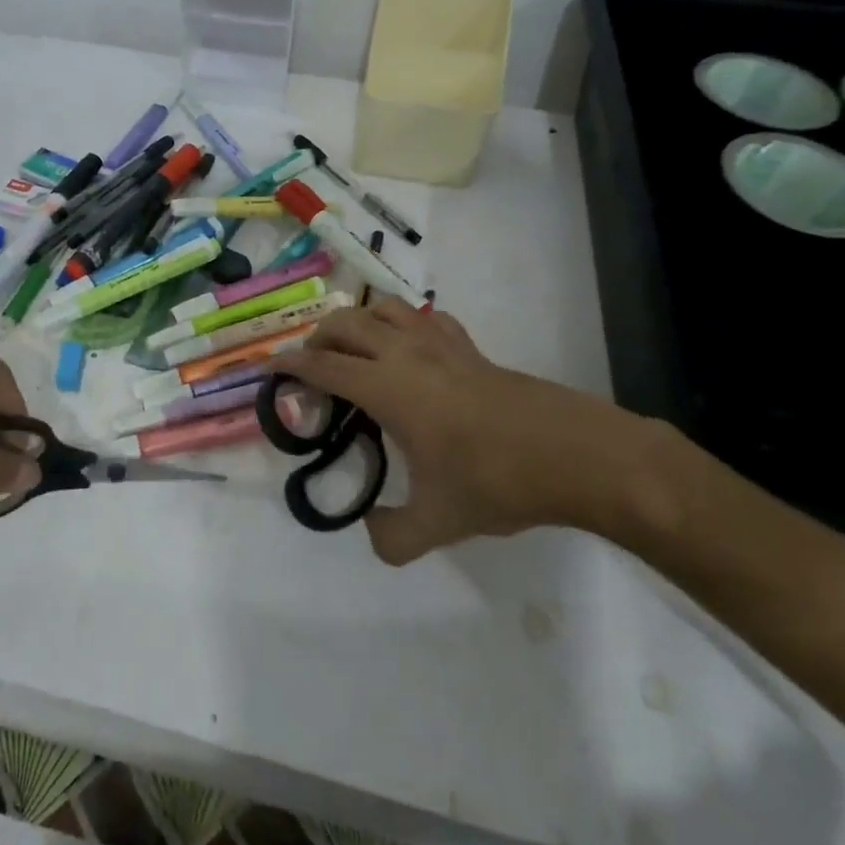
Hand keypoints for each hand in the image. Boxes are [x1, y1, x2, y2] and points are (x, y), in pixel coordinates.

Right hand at [271, 299, 678, 563]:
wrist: (576, 455)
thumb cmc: (497, 481)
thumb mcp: (438, 522)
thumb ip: (392, 536)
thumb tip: (371, 532)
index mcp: (388, 387)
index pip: (323, 365)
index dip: (289, 365)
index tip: (269, 370)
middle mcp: (407, 354)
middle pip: (346, 322)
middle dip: (318, 338)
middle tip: (312, 369)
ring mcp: (442, 345)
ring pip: (385, 308)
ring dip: (358, 321)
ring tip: (354, 351)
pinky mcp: (472, 348)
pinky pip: (426, 318)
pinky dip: (404, 324)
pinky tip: (410, 350)